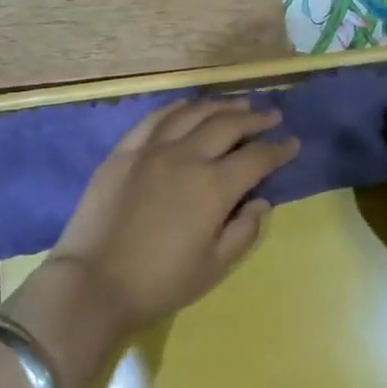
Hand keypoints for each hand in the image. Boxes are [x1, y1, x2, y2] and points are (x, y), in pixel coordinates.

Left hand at [16, 98, 299, 355]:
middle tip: (271, 116)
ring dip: (220, 106)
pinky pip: (155, 118)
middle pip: (228, 125)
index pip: (256, 158)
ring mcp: (152, 148)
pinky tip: (188, 107)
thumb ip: (244, 231)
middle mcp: (186, 156)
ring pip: (193, 113)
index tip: (292, 143)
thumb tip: (261, 201)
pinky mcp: (124, 150)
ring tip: (238, 105)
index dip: (279, 149)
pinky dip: (178, 108)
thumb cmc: (160, 282)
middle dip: (255, 119)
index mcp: (214, 186)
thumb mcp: (214, 267)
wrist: (94, 281)